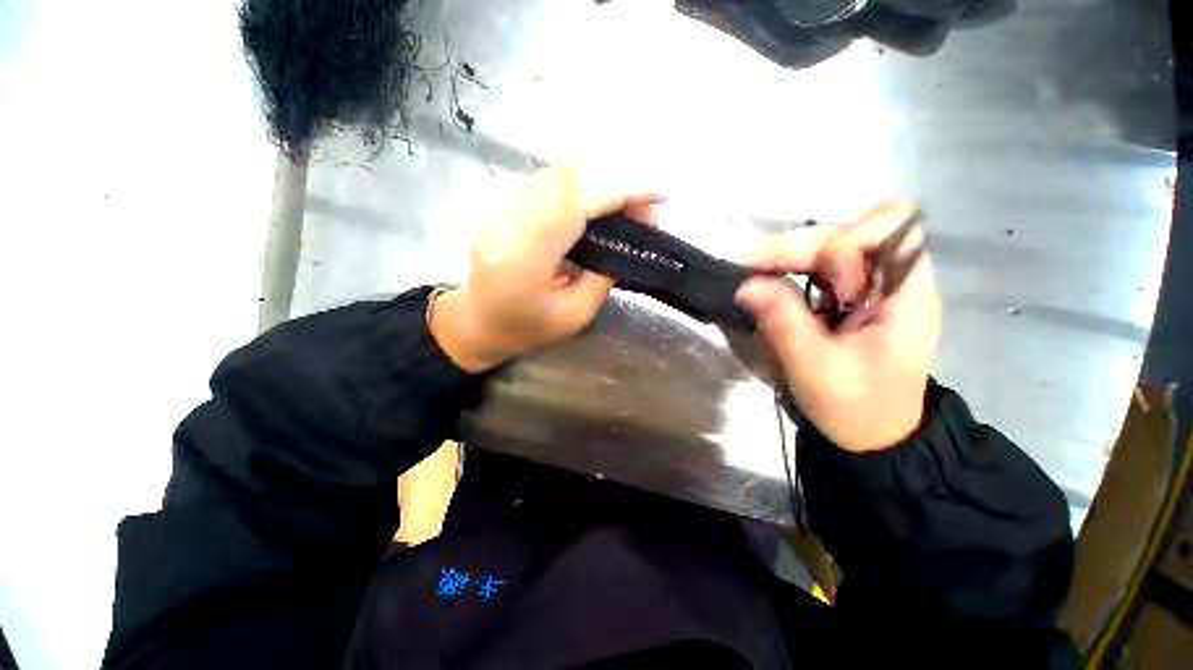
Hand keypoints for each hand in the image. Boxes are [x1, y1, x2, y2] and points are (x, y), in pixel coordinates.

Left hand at [431, 165, 661, 372]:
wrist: (478, 321)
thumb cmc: (528, 327)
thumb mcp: (577, 314)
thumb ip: (604, 272)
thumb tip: (630, 235)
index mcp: (525, 254)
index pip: (577, 201)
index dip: (622, 190)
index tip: (659, 196)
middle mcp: (507, 217)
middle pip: (570, 175)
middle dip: (618, 184)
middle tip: (643, 212)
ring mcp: (498, 203)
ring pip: (562, 172)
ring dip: (602, 184)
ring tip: (625, 210)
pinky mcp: (500, 198)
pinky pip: (550, 180)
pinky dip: (582, 187)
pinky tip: (595, 208)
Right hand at [734, 202, 940, 451]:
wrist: (876, 436)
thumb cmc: (855, 409)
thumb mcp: (814, 368)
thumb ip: (783, 322)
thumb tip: (745, 284)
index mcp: (906, 295)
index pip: (887, 229)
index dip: (838, 241)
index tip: (793, 270)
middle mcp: (896, 281)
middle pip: (853, 231)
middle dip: (801, 246)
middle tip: (754, 268)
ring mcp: (876, 288)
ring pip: (837, 243)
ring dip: (795, 254)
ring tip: (759, 275)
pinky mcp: (856, 297)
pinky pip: (827, 266)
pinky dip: (797, 267)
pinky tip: (775, 283)